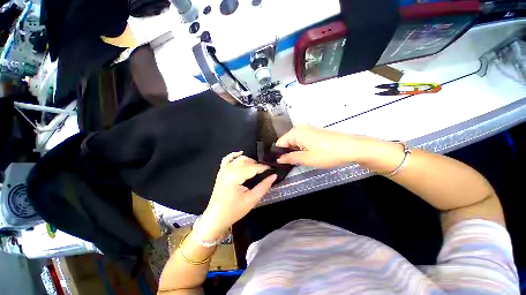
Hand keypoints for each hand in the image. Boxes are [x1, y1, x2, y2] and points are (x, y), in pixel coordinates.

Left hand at [198, 152, 276, 240]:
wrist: (216, 217)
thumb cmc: (234, 210)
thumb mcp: (252, 200)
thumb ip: (264, 186)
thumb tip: (274, 175)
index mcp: (235, 176)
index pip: (254, 167)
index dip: (264, 168)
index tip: (272, 170)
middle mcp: (229, 169)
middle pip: (247, 161)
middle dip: (258, 165)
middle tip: (265, 172)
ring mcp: (223, 169)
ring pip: (240, 159)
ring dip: (249, 161)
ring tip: (257, 168)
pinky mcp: (221, 171)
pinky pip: (227, 158)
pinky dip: (235, 155)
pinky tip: (241, 153)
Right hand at [276, 125, 362, 167]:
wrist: (351, 147)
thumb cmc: (327, 153)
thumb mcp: (306, 159)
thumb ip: (290, 158)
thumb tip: (278, 159)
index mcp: (295, 132)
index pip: (279, 143)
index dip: (279, 154)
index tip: (280, 163)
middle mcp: (300, 128)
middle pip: (287, 142)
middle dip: (288, 152)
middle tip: (293, 163)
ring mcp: (308, 129)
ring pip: (295, 142)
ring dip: (296, 151)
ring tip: (302, 160)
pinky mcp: (314, 132)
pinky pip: (302, 140)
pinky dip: (302, 148)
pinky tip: (309, 154)